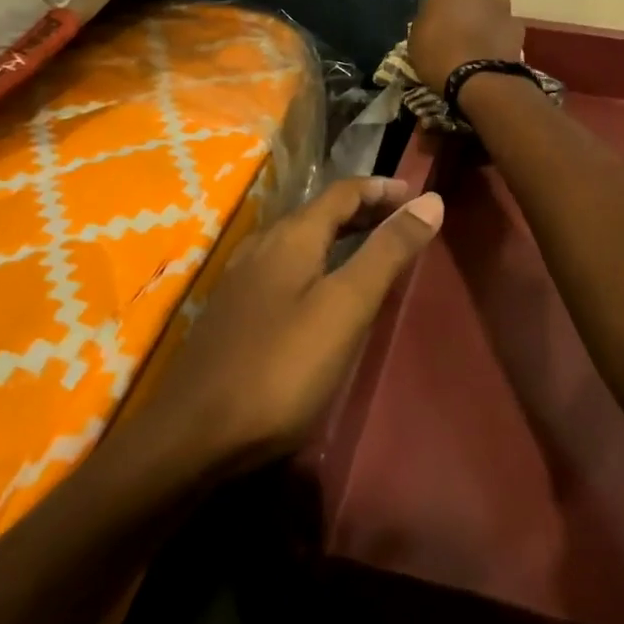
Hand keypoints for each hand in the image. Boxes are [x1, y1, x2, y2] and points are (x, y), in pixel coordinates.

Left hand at [137, 177, 442, 476]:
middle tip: (403, 221)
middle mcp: (263, 246)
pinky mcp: (234, 312)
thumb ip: (387, 252)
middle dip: (363, 211)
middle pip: (319, 213)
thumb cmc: (281, 367)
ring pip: (300, 241)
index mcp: (291, 237)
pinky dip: (317, 263)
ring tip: (371, 251)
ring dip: (339, 237)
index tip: (417, 195)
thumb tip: (430, 200)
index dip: (381, 189)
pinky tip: (322, 293)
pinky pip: (285, 268)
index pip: (343, 192)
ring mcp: (242, 279)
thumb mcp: (345, 307)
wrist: (193, 434)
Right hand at [408, 0, 524, 91]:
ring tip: (477, 39)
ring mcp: (502, 3)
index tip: (435, 12)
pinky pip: (505, 24)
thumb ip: (428, 20)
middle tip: (458, 22)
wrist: (478, 78)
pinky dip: (499, 33)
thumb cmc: (437, 54)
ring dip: (486, 14)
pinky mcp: (518, 24)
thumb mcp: (416, 37)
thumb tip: (436, 20)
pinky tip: (492, 51)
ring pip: (492, 3)